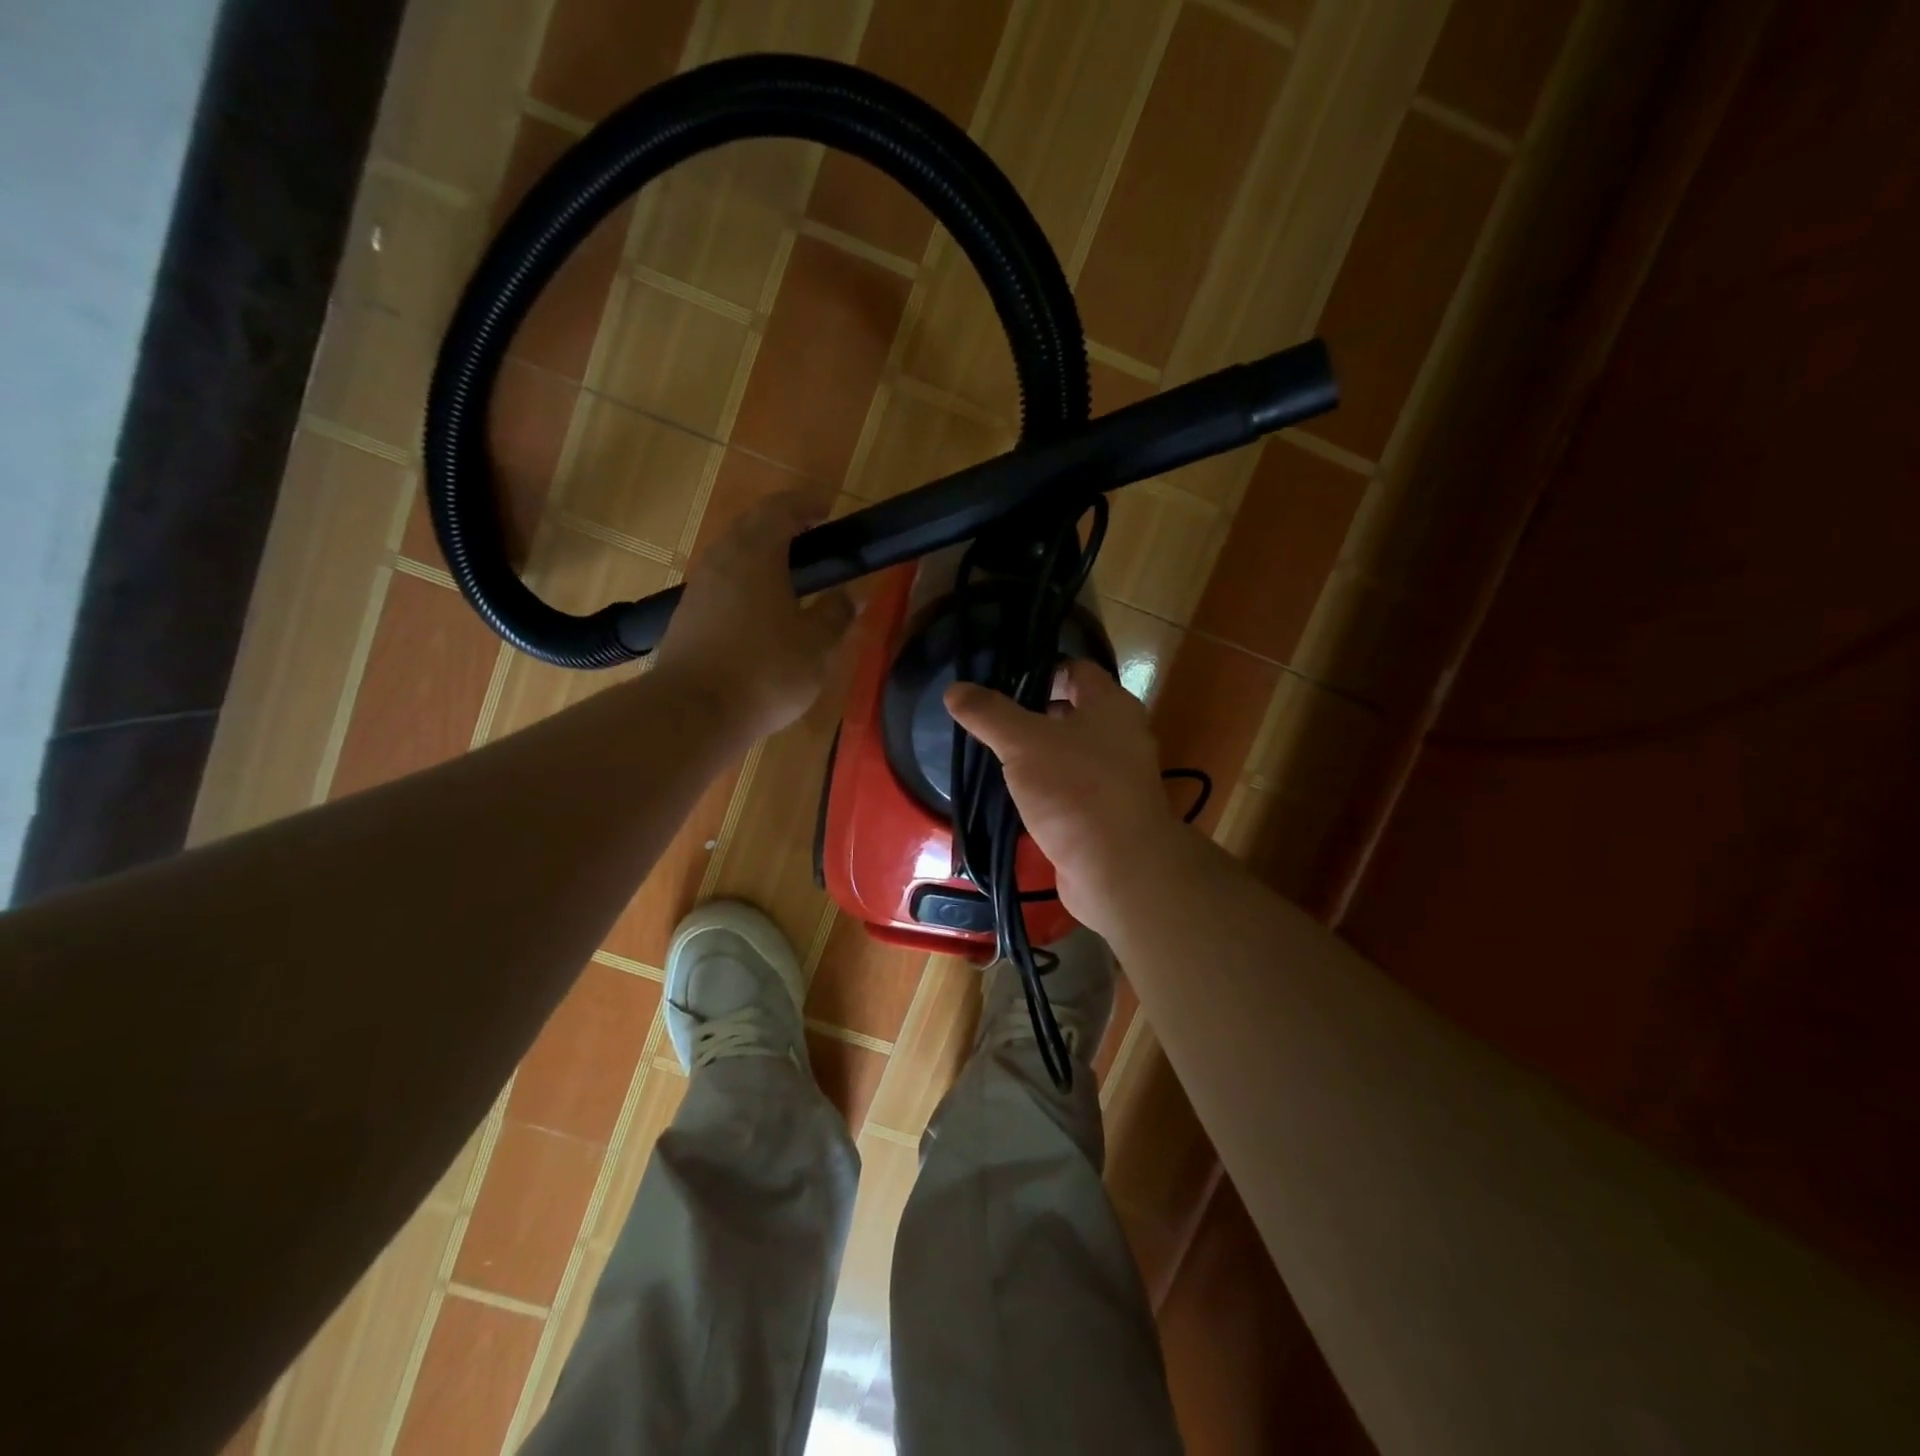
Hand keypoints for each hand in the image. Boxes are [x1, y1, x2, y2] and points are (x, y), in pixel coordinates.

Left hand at [652, 492, 854, 743]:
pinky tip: (762, 611)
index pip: (780, 509)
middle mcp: (721, 560)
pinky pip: (722, 584)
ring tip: (791, 577)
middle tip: (812, 541)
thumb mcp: (816, 647)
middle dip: (782, 526)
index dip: (805, 505)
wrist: (694, 713)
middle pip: (751, 526)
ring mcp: (699, 588)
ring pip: (733, 555)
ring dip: (761, 556)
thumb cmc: (764, 671)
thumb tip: (850, 595)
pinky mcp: (688, 616)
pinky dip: (746, 583)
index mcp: (756, 554)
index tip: (827, 510)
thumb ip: (836, 615)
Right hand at [945, 659, 1196, 936]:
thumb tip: (955, 688)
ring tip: (994, 755)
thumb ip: (989, 713)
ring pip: (1070, 754)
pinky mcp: (1106, 814)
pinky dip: (1046, 788)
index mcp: (1111, 705)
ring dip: (1038, 755)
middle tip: (990, 720)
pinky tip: (1015, 795)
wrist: (1118, 869)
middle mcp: (1121, 736)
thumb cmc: (1075, 789)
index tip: (1000, 681)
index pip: (1075, 670)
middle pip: (1073, 712)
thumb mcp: (1023, 742)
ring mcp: (1117, 778)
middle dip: (1033, 715)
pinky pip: (1071, 789)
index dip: (1039, 670)